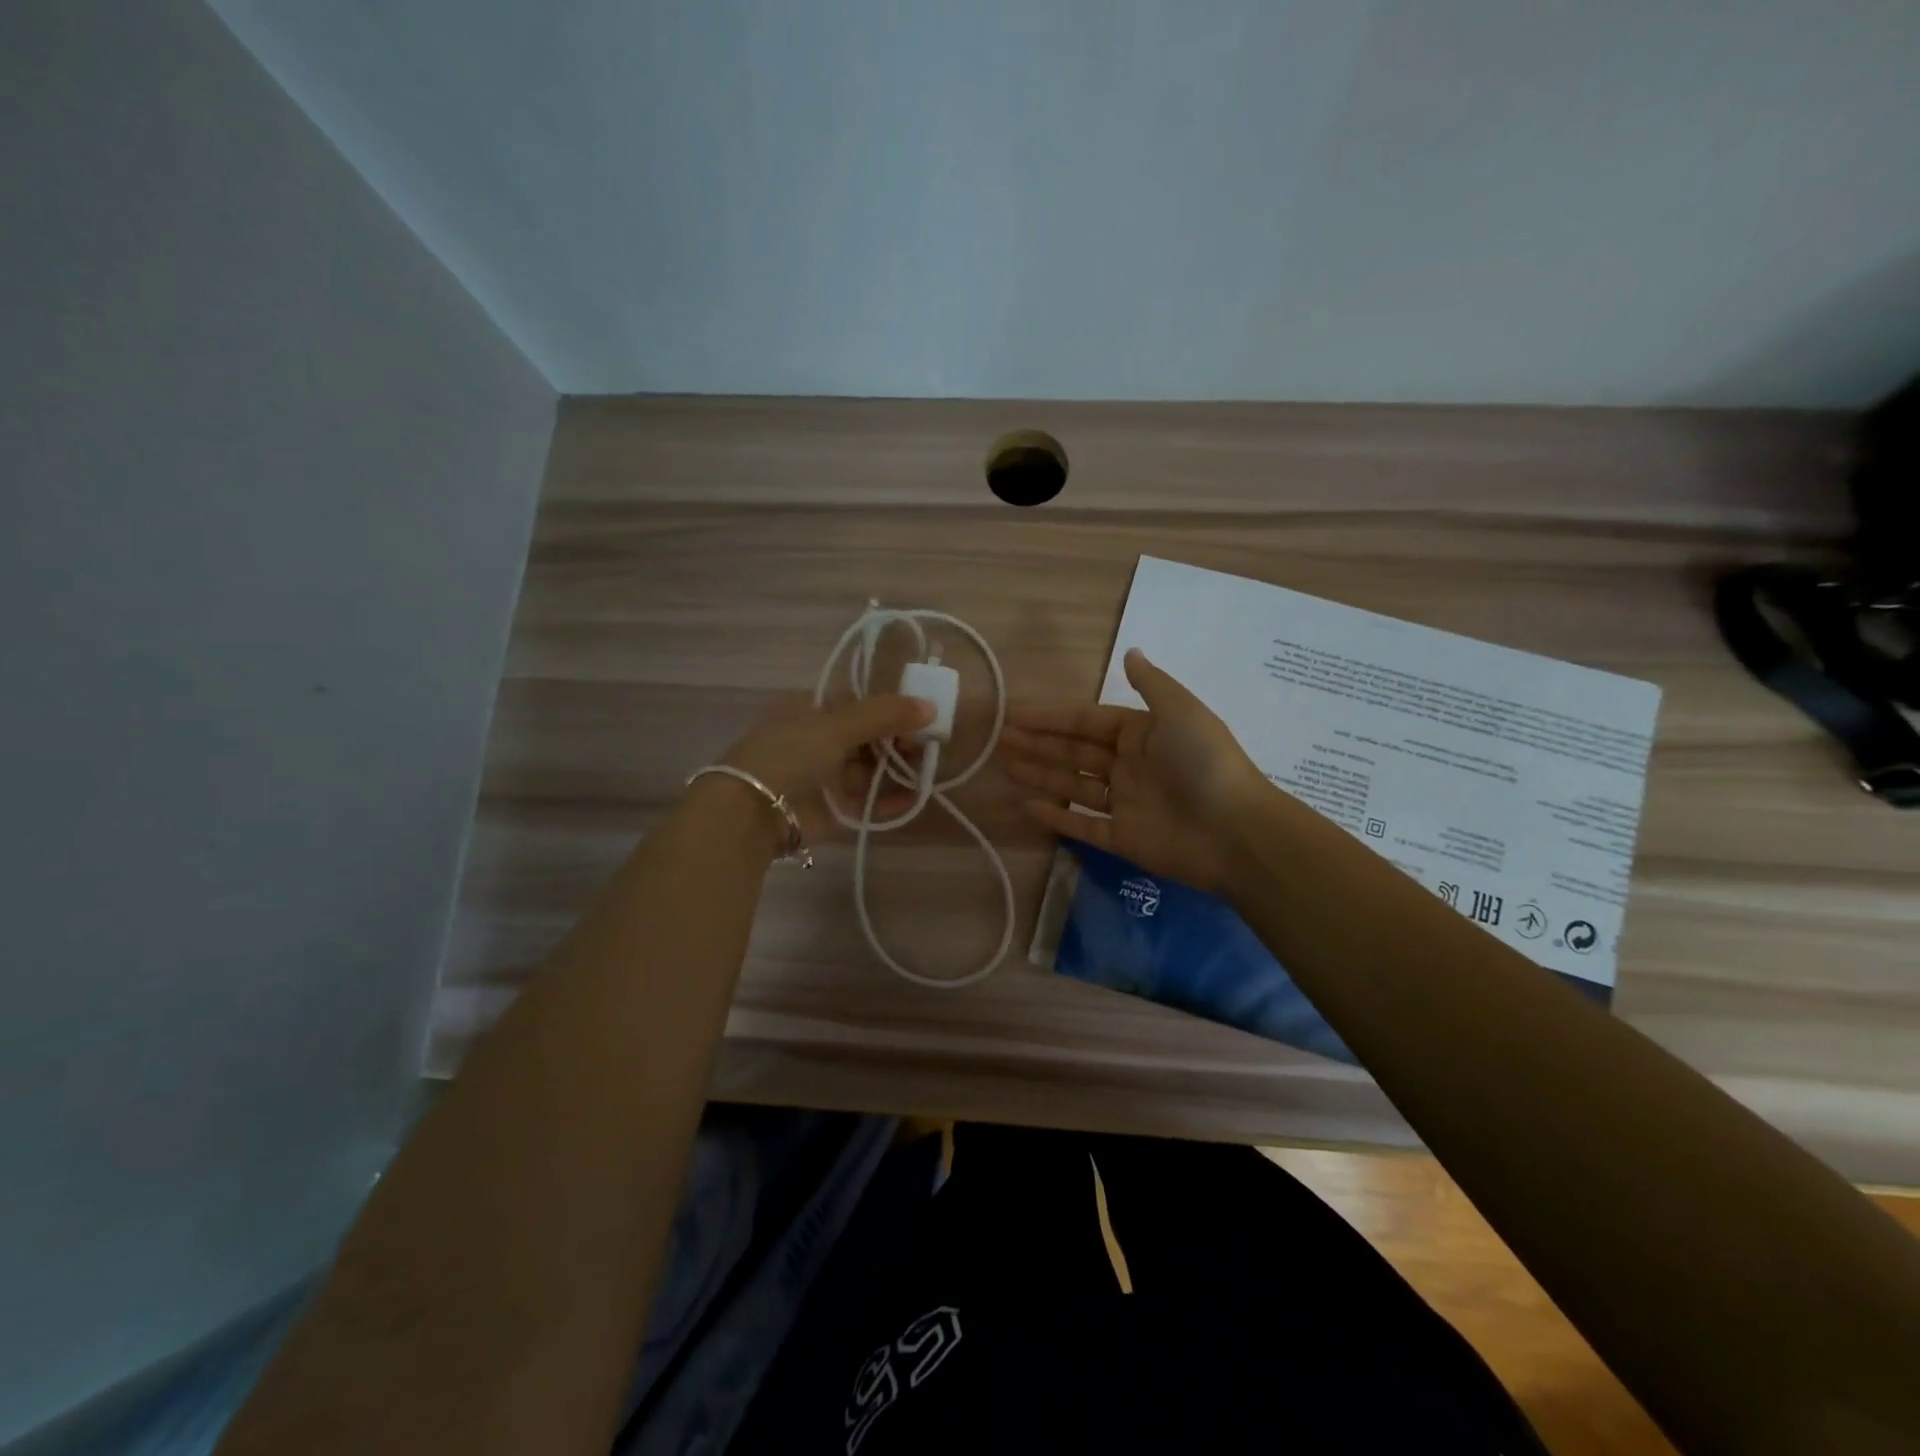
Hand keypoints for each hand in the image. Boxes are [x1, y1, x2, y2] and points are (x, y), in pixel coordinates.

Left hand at [714, 694, 933, 843]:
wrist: (752, 813)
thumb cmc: (790, 754)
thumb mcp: (836, 725)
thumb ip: (885, 715)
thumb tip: (931, 707)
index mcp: (811, 710)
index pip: (860, 705)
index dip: (891, 711)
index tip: (920, 718)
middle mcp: (818, 741)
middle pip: (869, 738)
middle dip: (900, 742)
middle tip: (926, 747)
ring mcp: (826, 776)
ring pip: (872, 770)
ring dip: (900, 770)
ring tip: (926, 772)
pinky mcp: (833, 808)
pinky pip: (869, 801)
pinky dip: (891, 799)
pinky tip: (915, 797)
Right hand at [999, 649, 1269, 893]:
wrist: (1236, 831)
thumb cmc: (1204, 762)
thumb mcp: (1180, 710)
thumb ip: (1150, 684)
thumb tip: (1131, 651)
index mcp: (1142, 734)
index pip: (1087, 721)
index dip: (1052, 717)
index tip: (1016, 715)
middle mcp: (1130, 766)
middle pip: (1075, 752)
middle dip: (1039, 745)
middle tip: (1001, 740)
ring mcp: (1125, 804)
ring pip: (1074, 786)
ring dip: (1041, 775)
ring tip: (1005, 767)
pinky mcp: (1123, 839)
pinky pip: (1083, 825)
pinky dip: (1057, 817)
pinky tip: (1027, 806)